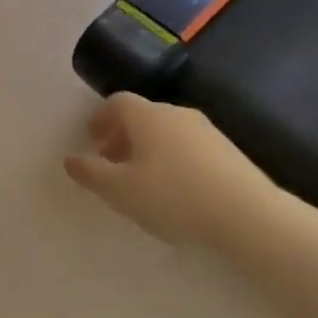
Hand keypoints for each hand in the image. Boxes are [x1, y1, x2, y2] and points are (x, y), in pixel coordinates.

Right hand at [65, 93, 275, 248]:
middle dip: (121, 137)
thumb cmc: (173, 197)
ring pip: (166, 133)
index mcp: (148, 116)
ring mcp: (207, 131)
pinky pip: (187, 147)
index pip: (117, 103)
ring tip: (141, 182)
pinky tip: (173, 191)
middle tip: (110, 164)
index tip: (91, 140)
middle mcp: (177, 114)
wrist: (247, 214)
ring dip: (146, 150)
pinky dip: (171, 160)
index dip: (100, 118)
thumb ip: (91, 173)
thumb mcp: (120, 190)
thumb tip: (70, 158)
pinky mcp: (227, 152)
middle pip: (142, 117)